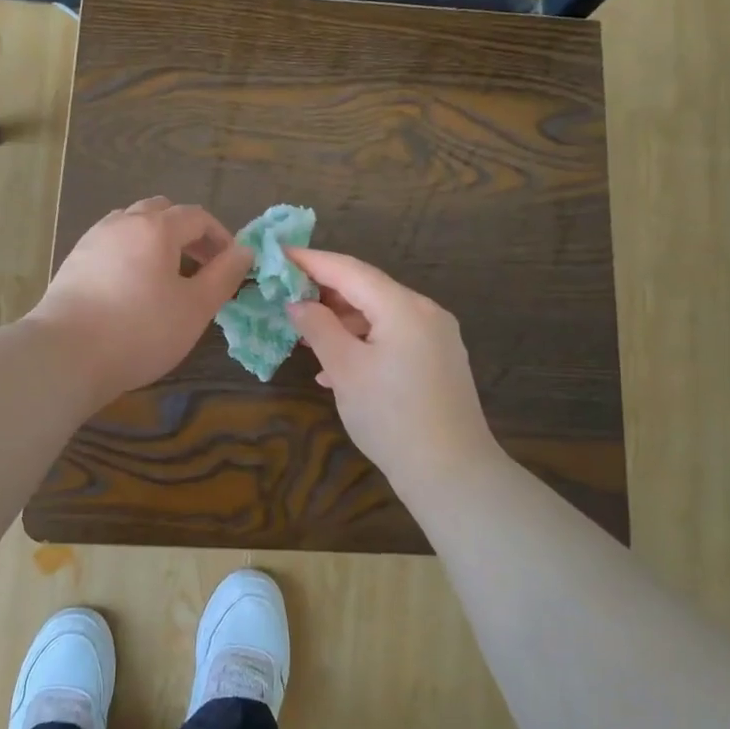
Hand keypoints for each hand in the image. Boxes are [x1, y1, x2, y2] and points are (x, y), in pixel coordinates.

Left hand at [31, 197, 250, 408]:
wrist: (66, 354)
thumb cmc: (141, 330)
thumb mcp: (195, 308)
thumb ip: (224, 276)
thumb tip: (245, 251)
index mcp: (155, 228)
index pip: (197, 216)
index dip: (220, 237)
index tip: (230, 266)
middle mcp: (122, 223)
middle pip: (162, 212)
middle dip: (187, 234)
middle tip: (201, 267)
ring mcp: (93, 240)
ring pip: (133, 225)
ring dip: (157, 241)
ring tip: (167, 277)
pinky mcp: (74, 262)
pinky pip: (112, 244)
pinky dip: (131, 254)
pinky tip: (133, 288)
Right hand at [285, 248, 500, 492]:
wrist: (451, 472)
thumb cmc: (391, 417)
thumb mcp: (345, 370)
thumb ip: (318, 328)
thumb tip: (298, 303)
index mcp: (404, 307)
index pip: (349, 270)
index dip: (311, 261)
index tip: (278, 255)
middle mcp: (426, 313)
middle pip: (368, 289)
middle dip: (326, 292)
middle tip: (286, 295)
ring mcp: (437, 337)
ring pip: (381, 316)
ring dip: (343, 322)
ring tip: (306, 334)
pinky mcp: (439, 362)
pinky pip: (395, 338)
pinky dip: (364, 343)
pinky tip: (337, 368)